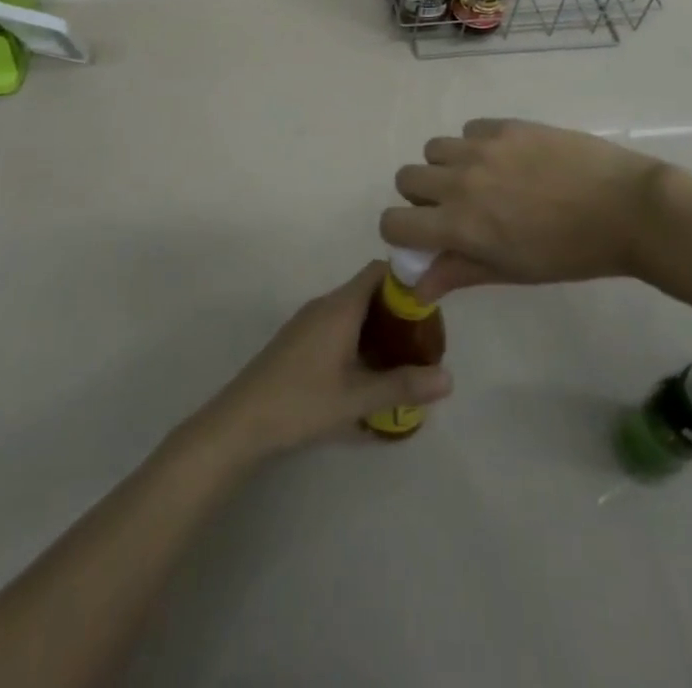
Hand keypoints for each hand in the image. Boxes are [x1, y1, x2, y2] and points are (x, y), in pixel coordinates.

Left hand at [196, 262, 452, 458]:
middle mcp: (325, 304)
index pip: (379, 271)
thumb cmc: (302, 401)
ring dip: (379, 325)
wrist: (241, 420)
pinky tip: (369, 368)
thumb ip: (403, 386)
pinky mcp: (299, 339)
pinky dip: (360, 335)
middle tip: (425, 337)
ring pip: (354, 309)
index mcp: (341, 306)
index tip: (432, 301)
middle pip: (369, 290)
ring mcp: (309, 321)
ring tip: (404, 355)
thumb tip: (450, 377)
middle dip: (398, 308)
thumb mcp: (357, 398)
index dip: (406, 279)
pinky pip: (338, 323)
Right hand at [383, 118, 667, 298]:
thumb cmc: (569, 253)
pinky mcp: (506, 125)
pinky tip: (509, 159)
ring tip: (482, 179)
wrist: (624, 208)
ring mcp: (482, 146)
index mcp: (459, 223)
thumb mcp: (511, 270)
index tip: (422, 238)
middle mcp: (460, 179)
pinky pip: (469, 129)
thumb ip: (459, 271)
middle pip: (406, 178)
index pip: (394, 222)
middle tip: (455, 209)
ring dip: (446, 166)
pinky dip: (476, 144)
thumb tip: (417, 285)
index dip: (400, 233)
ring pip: (434, 149)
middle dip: (421, 196)